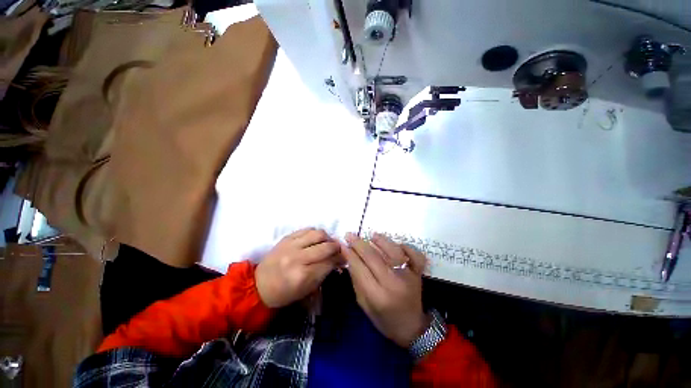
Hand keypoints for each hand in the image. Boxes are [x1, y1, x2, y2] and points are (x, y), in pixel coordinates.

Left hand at [255, 228, 340, 307]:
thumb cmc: (284, 293)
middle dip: (336, 247)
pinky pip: (306, 229)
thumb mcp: (306, 290)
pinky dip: (315, 233)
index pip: (329, 262)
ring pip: (318, 234)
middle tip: (338, 250)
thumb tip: (338, 260)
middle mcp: (298, 258)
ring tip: (327, 243)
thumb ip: (324, 274)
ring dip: (327, 237)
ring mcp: (291, 245)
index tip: (344, 258)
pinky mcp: (286, 238)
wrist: (259, 285)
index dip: (340, 259)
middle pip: (326, 246)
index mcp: (303, 276)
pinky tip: (316, 239)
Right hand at [342, 232, 429, 347]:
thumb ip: (357, 280)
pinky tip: (396, 245)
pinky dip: (406, 247)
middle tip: (349, 235)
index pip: (360, 268)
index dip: (349, 254)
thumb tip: (349, 257)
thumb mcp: (364, 304)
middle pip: (373, 257)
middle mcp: (393, 283)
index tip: (342, 245)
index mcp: (378, 296)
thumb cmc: (384, 319)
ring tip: (372, 235)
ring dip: (381, 240)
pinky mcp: (418, 273)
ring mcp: (408, 276)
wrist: (412, 328)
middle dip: (358, 244)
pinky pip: (415, 254)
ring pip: (393, 251)